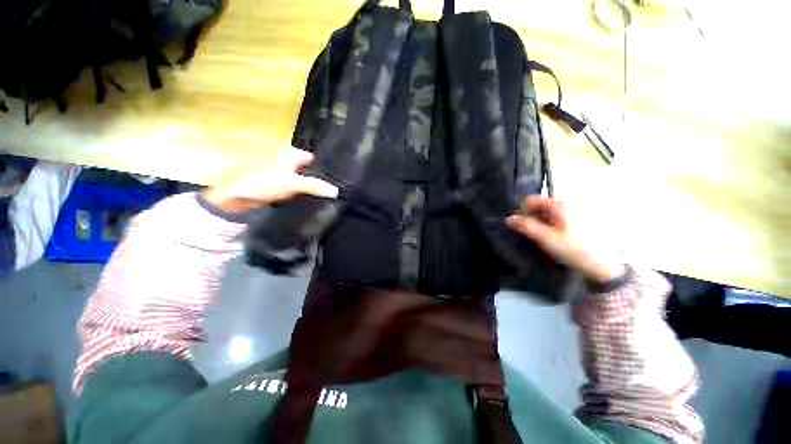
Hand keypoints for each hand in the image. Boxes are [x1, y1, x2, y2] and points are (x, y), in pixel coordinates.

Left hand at [201, 148, 337, 213]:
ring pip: (307, 184)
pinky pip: (300, 193)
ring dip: (316, 191)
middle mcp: (291, 165)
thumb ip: (315, 186)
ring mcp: (287, 179)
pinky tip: (317, 204)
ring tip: (332, 199)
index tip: (341, 181)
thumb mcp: (291, 183)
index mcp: (292, 156)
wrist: (236, 199)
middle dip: (323, 182)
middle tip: (339, 192)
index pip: (316, 161)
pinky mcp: (283, 191)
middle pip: (312, 173)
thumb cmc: (262, 183)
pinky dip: (307, 198)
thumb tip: (337, 191)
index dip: (328, 170)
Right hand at [506, 196, 624, 283]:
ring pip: (548, 212)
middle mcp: (568, 204)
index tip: (518, 224)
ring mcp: (575, 211)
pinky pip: (557, 217)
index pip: (532, 200)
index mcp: (559, 205)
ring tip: (540, 237)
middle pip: (540, 205)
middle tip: (528, 232)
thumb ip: (526, 227)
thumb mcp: (546, 239)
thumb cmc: (573, 250)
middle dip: (530, 216)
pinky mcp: (579, 220)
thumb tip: (508, 219)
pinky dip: (550, 224)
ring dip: (539, 221)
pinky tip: (552, 237)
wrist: (603, 265)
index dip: (521, 210)